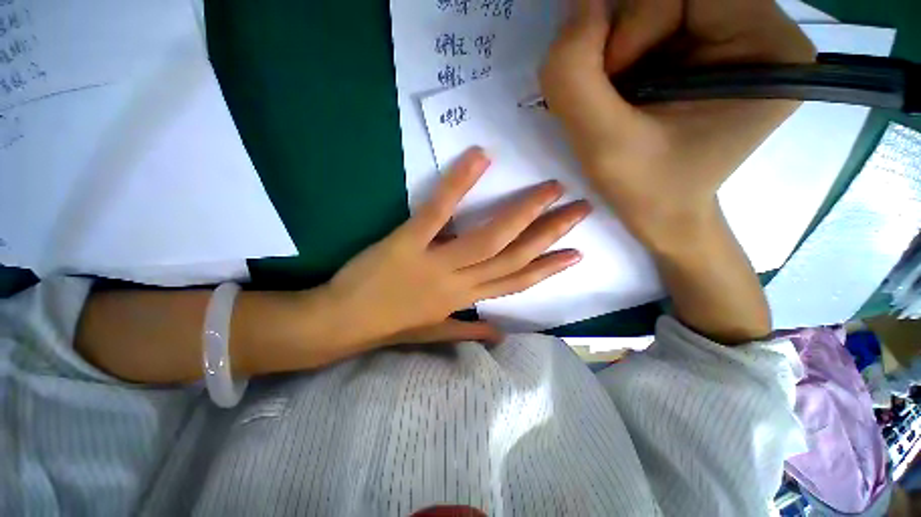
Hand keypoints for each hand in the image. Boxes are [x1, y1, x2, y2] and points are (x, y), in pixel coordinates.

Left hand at [324, 147, 590, 354]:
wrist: (341, 323)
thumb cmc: (388, 326)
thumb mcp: (433, 332)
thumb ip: (468, 328)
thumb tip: (501, 334)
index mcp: (464, 300)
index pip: (517, 283)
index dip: (548, 269)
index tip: (576, 253)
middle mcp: (459, 283)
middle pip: (514, 257)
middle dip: (550, 234)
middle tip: (579, 209)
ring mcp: (435, 262)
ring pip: (489, 238)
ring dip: (523, 212)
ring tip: (551, 190)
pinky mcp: (408, 242)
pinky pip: (438, 212)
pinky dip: (459, 184)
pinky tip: (480, 159)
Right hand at [540, 0, 814, 251]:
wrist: (662, 214)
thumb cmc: (645, 190)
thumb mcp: (602, 144)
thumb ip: (575, 76)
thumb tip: (576, 4)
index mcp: (765, 47)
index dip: (634, 27)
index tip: (612, 84)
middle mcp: (760, 29)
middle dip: (623, 38)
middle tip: (610, 93)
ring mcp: (734, 35)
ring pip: (655, 5)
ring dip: (617, 48)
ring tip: (614, 98)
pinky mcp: (707, 47)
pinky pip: (652, 22)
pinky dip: (621, 52)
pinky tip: (621, 91)